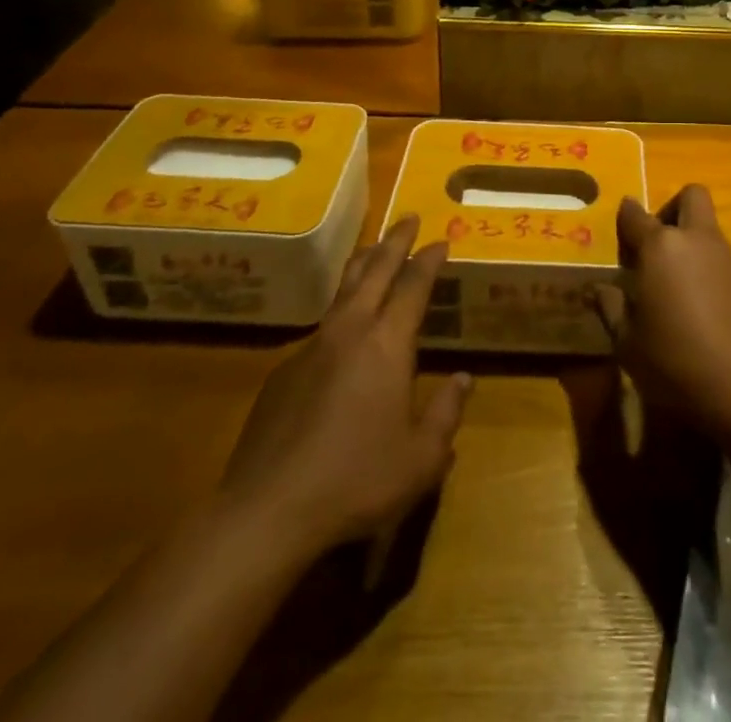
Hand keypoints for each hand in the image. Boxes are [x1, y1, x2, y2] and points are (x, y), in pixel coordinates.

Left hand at [215, 217, 471, 551]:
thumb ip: (446, 413)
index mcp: (387, 345)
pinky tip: (342, 331)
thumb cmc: (356, 481)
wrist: (266, 512)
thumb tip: (463, 379)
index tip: (442, 239)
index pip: (413, 285)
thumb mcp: (421, 459)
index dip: (429, 259)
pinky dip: (340, 311)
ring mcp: (311, 348)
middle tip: (409, 218)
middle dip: (395, 241)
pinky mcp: (283, 373)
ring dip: (363, 265)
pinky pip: (321, 327)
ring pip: (343, 291)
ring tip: (373, 250)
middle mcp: (350, 332)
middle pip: (375, 271)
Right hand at [596, 186, 730, 435]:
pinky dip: (705, 264)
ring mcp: (725, 257)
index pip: (635, 215)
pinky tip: (694, 300)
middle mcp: (695, 239)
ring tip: (670, 278)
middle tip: (654, 243)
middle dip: (671, 208)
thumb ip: (612, 307)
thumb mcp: (627, 342)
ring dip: (689, 238)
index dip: (624, 217)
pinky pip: (720, 255)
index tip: (619, 230)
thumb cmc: (674, 361)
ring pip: (707, 225)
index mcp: (660, 246)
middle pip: (690, 196)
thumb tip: (601, 288)